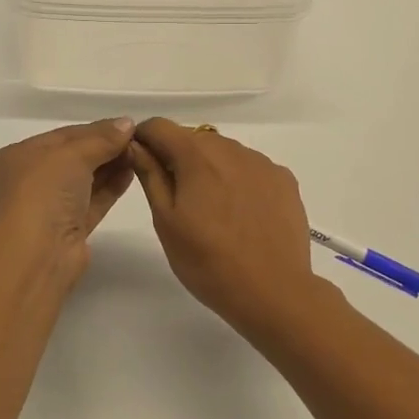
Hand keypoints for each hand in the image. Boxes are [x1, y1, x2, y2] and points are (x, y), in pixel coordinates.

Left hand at [0, 119, 137, 274]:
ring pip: (83, 181)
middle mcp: (28, 181)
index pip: (61, 136)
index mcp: (16, 157)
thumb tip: (127, 123)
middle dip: (103, 148)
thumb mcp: (73, 154)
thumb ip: (102, 138)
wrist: (37, 254)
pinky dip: (109, 188)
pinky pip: (91, 202)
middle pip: (73, 158)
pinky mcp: (67, 230)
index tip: (125, 125)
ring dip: (110, 167)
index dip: (94, 129)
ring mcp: (48, 208)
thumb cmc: (43, 192)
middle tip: (136, 140)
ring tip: (138, 154)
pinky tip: (130, 174)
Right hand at [126, 118, 326, 332]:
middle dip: (178, 157)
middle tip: (176, 197)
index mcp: (196, 155)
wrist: (274, 293)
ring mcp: (262, 163)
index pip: (160, 126)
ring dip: (210, 167)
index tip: (140, 162)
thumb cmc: (208, 262)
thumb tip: (134, 145)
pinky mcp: (284, 180)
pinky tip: (241, 213)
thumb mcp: (166, 221)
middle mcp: (230, 148)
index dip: (143, 138)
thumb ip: (150, 175)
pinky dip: (239, 179)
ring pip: (224, 152)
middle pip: (193, 138)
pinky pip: (251, 168)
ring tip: (211, 209)